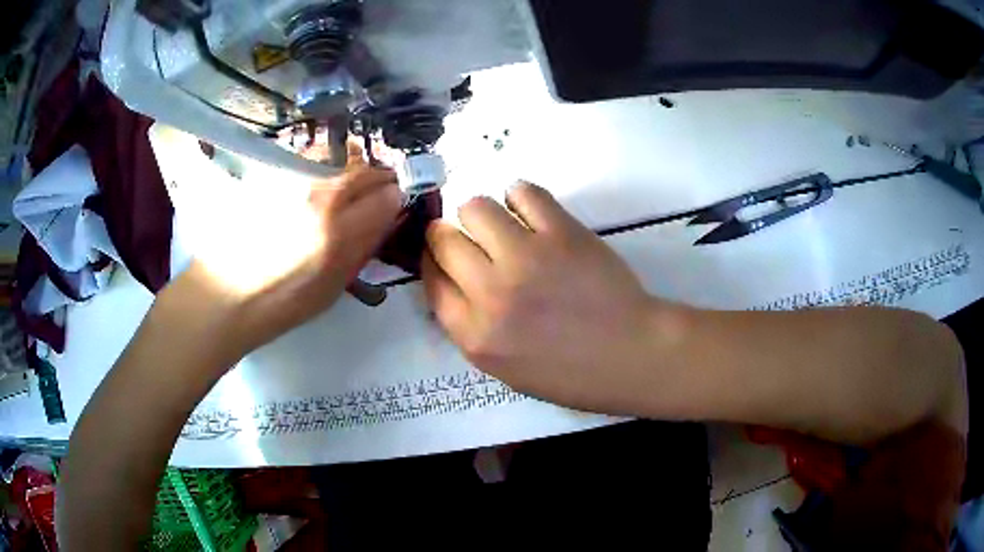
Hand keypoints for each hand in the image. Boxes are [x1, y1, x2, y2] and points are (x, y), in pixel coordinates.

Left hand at [176, 141, 400, 360]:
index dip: (395, 200)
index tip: (390, 208)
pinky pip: (312, 155)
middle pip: (368, 167)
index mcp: (336, 232)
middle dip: (379, 180)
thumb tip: (386, 217)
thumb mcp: (333, 288)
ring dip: (352, 166)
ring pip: (341, 152)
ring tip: (341, 186)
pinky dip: (324, 163)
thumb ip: (363, 247)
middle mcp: (317, 193)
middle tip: (372, 195)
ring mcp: (292, 176)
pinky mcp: (271, 170)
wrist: (223, 293)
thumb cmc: (279, 304)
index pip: (388, 196)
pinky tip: (312, 183)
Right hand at [422, 182, 670, 411]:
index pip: (430, 278)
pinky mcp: (561, 232)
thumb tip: (451, 277)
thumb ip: (470, 326)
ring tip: (504, 226)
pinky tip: (530, 213)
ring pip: (475, 207)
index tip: (444, 253)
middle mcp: (491, 294)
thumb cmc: (570, 371)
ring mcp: (526, 258)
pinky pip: (522, 192)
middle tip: (474, 239)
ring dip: (482, 214)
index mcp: (475, 335)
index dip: (433, 259)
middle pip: (443, 239)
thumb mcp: (504, 368)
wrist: (630, 354)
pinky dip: (520, 197)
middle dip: (449, 234)